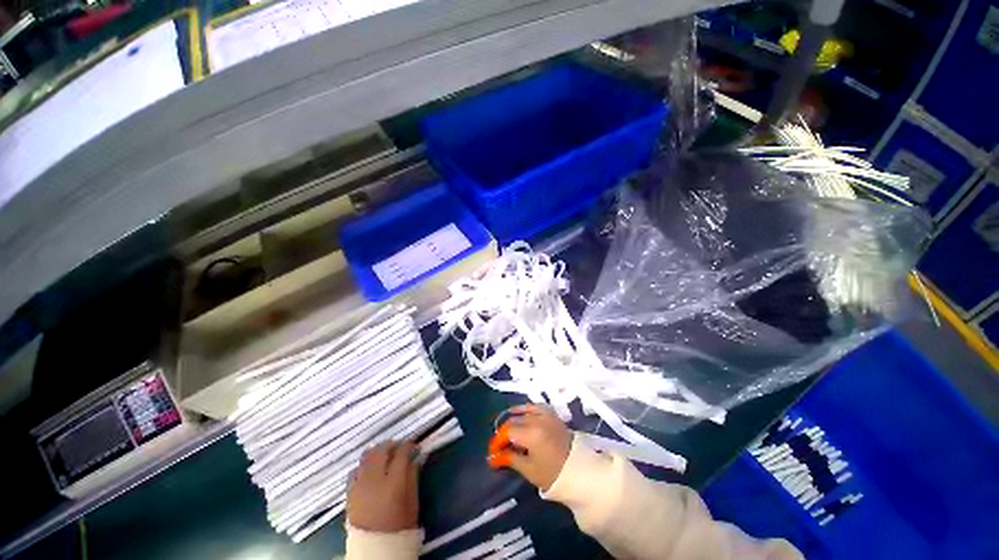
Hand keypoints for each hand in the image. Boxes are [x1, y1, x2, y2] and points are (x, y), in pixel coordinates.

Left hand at [347, 441, 419, 531]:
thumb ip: (413, 476)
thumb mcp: (412, 502)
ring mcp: (359, 485)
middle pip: (381, 451)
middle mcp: (374, 479)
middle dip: (391, 444)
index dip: (409, 445)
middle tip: (399, 446)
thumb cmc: (399, 527)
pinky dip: (364, 464)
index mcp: (393, 482)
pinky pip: (355, 470)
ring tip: (385, 454)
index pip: (401, 453)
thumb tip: (415, 457)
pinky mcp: (349, 492)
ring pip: (366, 457)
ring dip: (377, 451)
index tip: (414, 444)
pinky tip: (370, 468)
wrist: (375, 549)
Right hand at [488, 404, 572, 490]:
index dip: (497, 441)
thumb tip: (493, 457)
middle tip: (499, 445)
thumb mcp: (529, 469)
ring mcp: (545, 414)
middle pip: (513, 420)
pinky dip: (526, 410)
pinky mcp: (552, 414)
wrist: (579, 470)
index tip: (492, 452)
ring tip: (508, 431)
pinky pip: (535, 406)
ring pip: (523, 410)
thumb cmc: (553, 474)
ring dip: (513, 418)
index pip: (507, 432)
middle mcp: (536, 419)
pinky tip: (522, 416)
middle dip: (503, 432)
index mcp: (530, 433)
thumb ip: (510, 458)